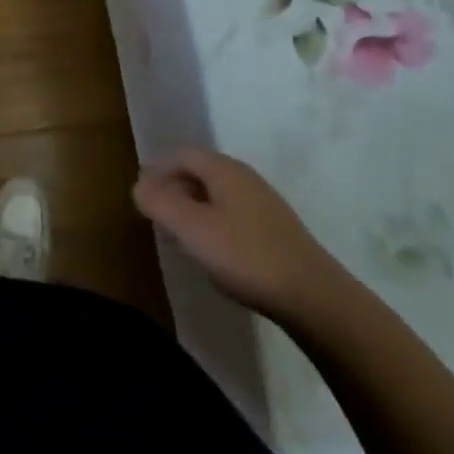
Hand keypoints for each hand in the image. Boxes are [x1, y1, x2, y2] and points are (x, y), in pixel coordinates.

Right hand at [133, 149, 348, 324]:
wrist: (315, 298)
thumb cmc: (246, 257)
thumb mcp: (193, 229)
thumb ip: (161, 203)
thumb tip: (138, 185)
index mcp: (224, 170)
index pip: (182, 155)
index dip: (157, 170)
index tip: (141, 194)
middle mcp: (245, 178)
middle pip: (200, 172)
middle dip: (174, 188)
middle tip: (156, 213)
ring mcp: (264, 204)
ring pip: (217, 194)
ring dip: (193, 207)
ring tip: (180, 235)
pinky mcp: (277, 231)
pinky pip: (233, 214)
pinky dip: (214, 223)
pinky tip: (214, 251)